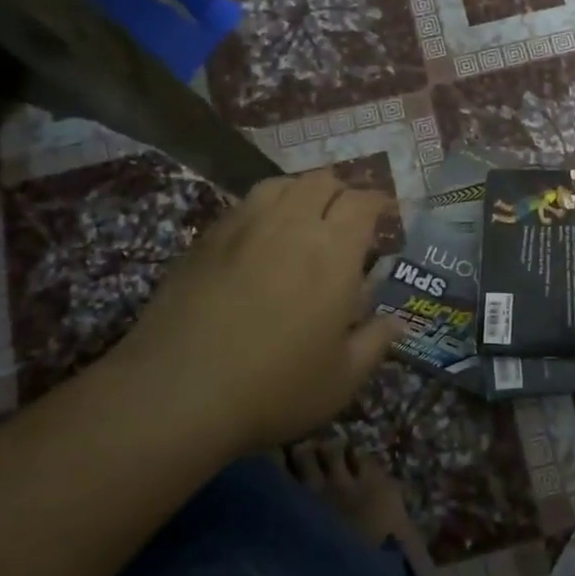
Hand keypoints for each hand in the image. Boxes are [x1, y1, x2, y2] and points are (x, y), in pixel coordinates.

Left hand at [109, 171, 403, 453]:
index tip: (388, 216)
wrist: (176, 394)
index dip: (380, 202)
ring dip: (301, 192)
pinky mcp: (205, 241)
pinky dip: (263, 208)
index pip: (363, 202)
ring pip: (279, 184)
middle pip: (321, 180)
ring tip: (305, 217)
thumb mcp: (342, 379)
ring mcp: (243, 228)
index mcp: (334, 252)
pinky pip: (243, 205)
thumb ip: (375, 342)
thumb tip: (398, 322)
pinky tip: (260, 238)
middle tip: (348, 217)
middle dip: (342, 191)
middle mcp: (291, 225)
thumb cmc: (275, 388)